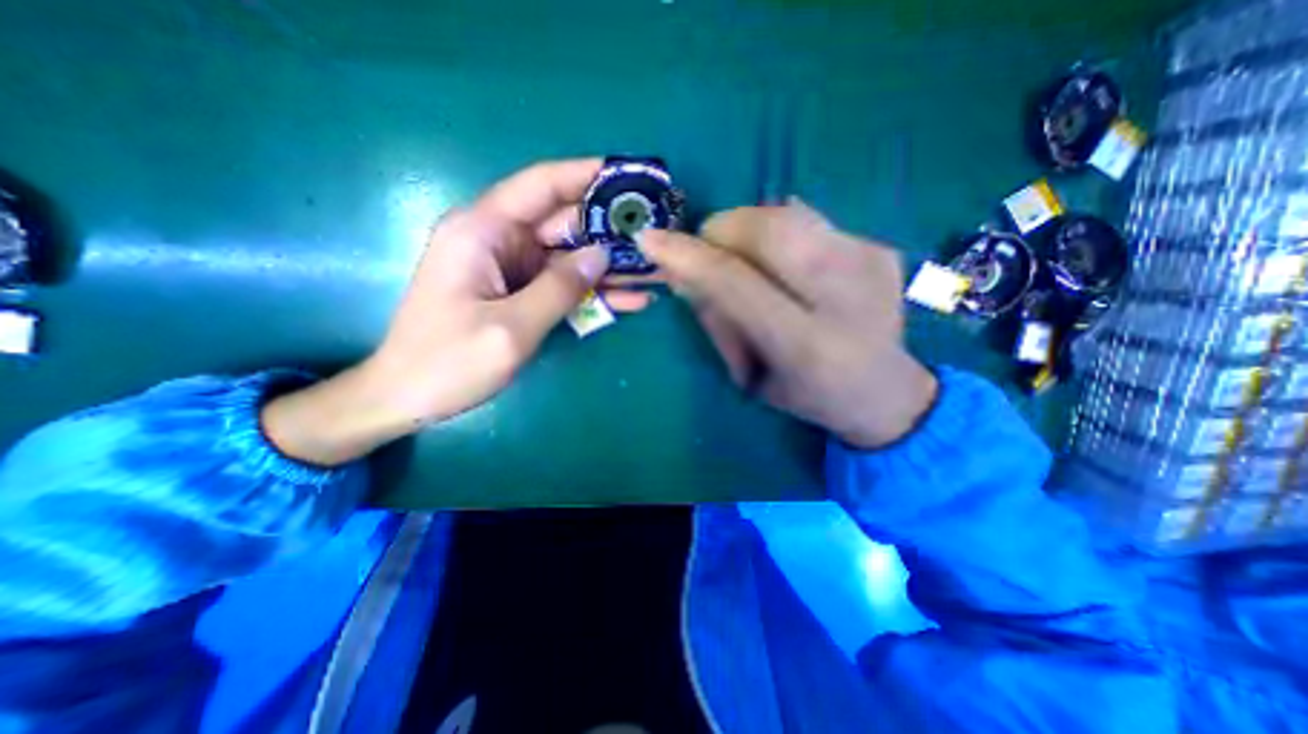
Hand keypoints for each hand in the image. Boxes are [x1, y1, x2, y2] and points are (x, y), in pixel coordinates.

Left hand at [262, 159, 623, 467]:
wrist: (408, 397)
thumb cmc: (448, 363)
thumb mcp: (511, 328)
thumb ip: (559, 288)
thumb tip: (601, 254)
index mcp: (482, 231)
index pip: (541, 185)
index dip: (587, 175)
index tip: (630, 175)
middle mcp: (497, 240)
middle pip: (563, 222)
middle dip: (609, 228)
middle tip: (655, 234)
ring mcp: (511, 268)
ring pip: (569, 256)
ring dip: (608, 266)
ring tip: (653, 271)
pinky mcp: (519, 291)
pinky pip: (563, 284)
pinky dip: (593, 292)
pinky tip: (630, 300)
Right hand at [641, 201, 934, 447]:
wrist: (888, 393)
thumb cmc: (810, 397)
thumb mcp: (752, 377)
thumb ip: (718, 320)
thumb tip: (683, 270)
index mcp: (807, 346)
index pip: (734, 282)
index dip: (687, 256)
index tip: (649, 239)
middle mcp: (845, 295)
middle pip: (766, 227)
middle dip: (721, 232)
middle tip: (710, 256)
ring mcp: (870, 261)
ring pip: (786, 213)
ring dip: (748, 230)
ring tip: (750, 263)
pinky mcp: (881, 246)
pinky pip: (810, 220)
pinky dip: (781, 236)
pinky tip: (790, 268)